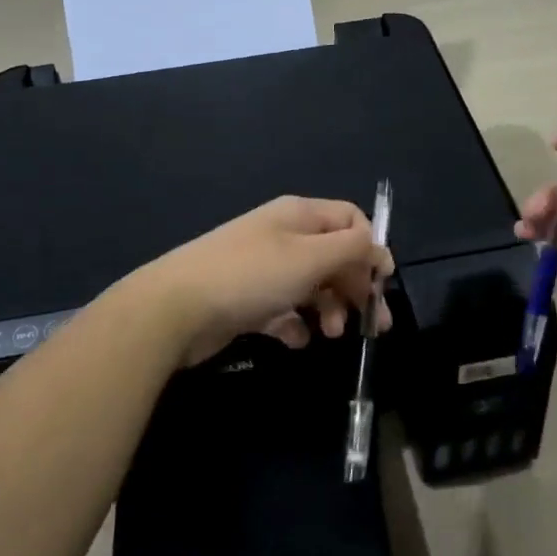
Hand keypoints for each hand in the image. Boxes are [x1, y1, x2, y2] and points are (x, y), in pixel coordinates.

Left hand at [134, 196, 393, 367]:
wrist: (175, 308)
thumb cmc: (251, 276)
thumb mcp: (310, 257)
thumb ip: (352, 249)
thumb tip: (379, 250)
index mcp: (299, 215)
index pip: (350, 220)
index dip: (370, 248)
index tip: (381, 283)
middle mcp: (283, 236)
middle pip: (334, 256)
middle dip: (356, 287)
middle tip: (374, 324)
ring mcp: (264, 268)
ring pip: (312, 285)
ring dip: (330, 309)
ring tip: (331, 334)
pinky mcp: (248, 300)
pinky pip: (284, 309)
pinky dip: (296, 324)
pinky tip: (296, 340)